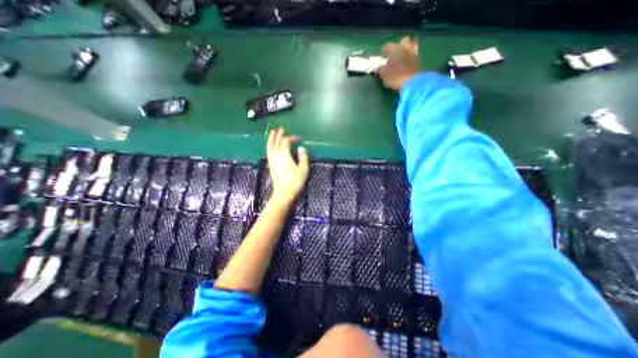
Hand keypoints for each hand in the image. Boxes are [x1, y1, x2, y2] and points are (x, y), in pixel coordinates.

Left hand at [266, 127, 309, 204]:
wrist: (283, 192)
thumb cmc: (295, 181)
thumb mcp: (303, 169)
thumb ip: (303, 157)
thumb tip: (301, 148)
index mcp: (284, 155)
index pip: (286, 141)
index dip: (292, 138)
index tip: (299, 139)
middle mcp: (276, 155)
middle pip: (276, 141)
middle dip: (279, 134)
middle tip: (282, 128)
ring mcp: (272, 160)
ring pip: (269, 146)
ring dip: (271, 138)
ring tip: (272, 132)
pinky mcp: (270, 164)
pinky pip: (268, 151)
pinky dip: (269, 145)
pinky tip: (271, 145)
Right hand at [376, 36, 421, 90]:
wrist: (412, 82)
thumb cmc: (395, 77)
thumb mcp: (384, 75)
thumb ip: (381, 70)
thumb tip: (378, 68)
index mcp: (395, 49)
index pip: (387, 46)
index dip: (383, 52)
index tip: (382, 57)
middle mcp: (405, 48)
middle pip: (403, 42)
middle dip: (398, 46)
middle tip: (394, 55)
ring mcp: (414, 53)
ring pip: (411, 47)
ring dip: (406, 52)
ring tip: (402, 60)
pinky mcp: (420, 61)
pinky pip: (414, 56)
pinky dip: (410, 59)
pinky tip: (407, 65)